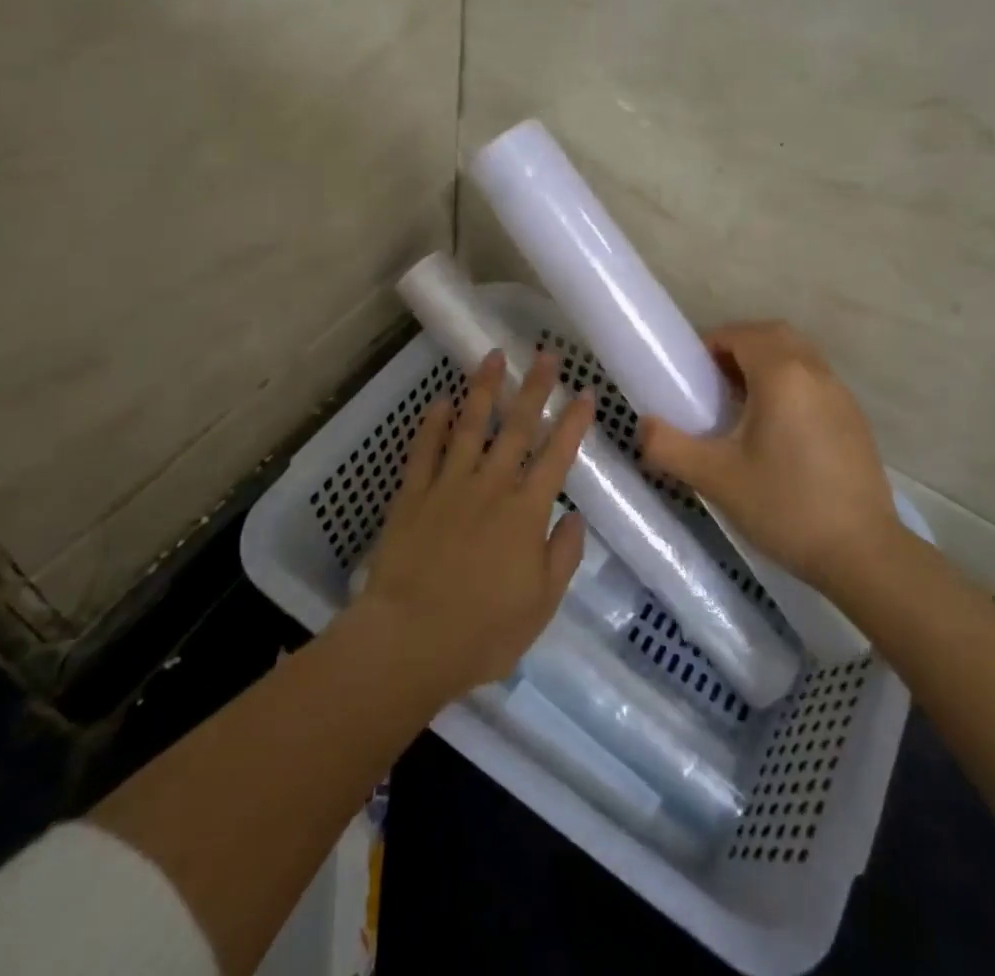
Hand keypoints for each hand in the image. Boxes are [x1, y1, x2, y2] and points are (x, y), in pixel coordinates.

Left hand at [351, 350, 594, 700]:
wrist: (409, 641)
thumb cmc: (483, 631)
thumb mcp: (541, 604)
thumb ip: (563, 555)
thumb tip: (575, 514)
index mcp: (526, 511)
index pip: (557, 455)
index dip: (573, 422)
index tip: (585, 392)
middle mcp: (491, 486)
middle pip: (516, 427)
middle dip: (534, 388)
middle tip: (545, 354)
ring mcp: (448, 485)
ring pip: (469, 426)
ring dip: (483, 389)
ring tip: (493, 356)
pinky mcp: (412, 495)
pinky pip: (424, 450)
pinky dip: (431, 424)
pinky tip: (439, 401)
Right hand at [641, 321, 907, 600]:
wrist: (862, 553)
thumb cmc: (784, 506)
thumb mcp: (715, 478)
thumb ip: (669, 447)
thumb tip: (644, 427)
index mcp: (782, 375)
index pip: (742, 334)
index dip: (711, 344)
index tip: (692, 374)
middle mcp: (815, 373)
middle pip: (774, 335)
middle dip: (739, 346)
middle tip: (714, 381)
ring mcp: (841, 395)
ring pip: (799, 356)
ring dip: (767, 363)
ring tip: (741, 404)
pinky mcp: (855, 420)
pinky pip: (815, 381)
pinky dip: (790, 384)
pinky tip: (777, 430)